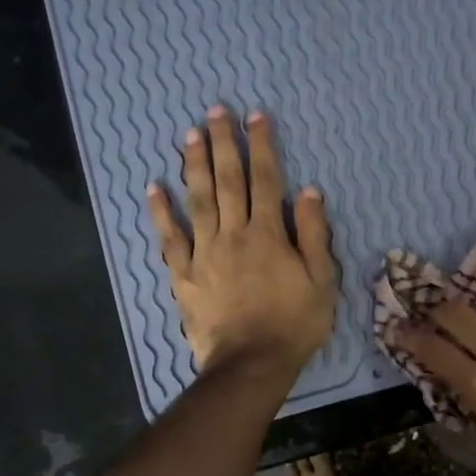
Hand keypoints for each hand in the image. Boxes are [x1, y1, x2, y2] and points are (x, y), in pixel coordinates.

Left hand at [146, 106, 338, 375]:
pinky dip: (161, 213)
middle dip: (223, 143)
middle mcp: (233, 234)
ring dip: (193, 165)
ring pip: (198, 200)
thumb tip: (308, 191)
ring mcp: (204, 253)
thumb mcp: (321, 281)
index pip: (266, 179)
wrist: (251, 364)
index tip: (255, 116)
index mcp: (268, 234)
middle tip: (215, 110)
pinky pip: (170, 238)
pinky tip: (153, 188)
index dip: (261, 145)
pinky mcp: (184, 275)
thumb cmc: (294, 324)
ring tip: (189, 134)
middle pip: (227, 180)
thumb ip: (314, 235)